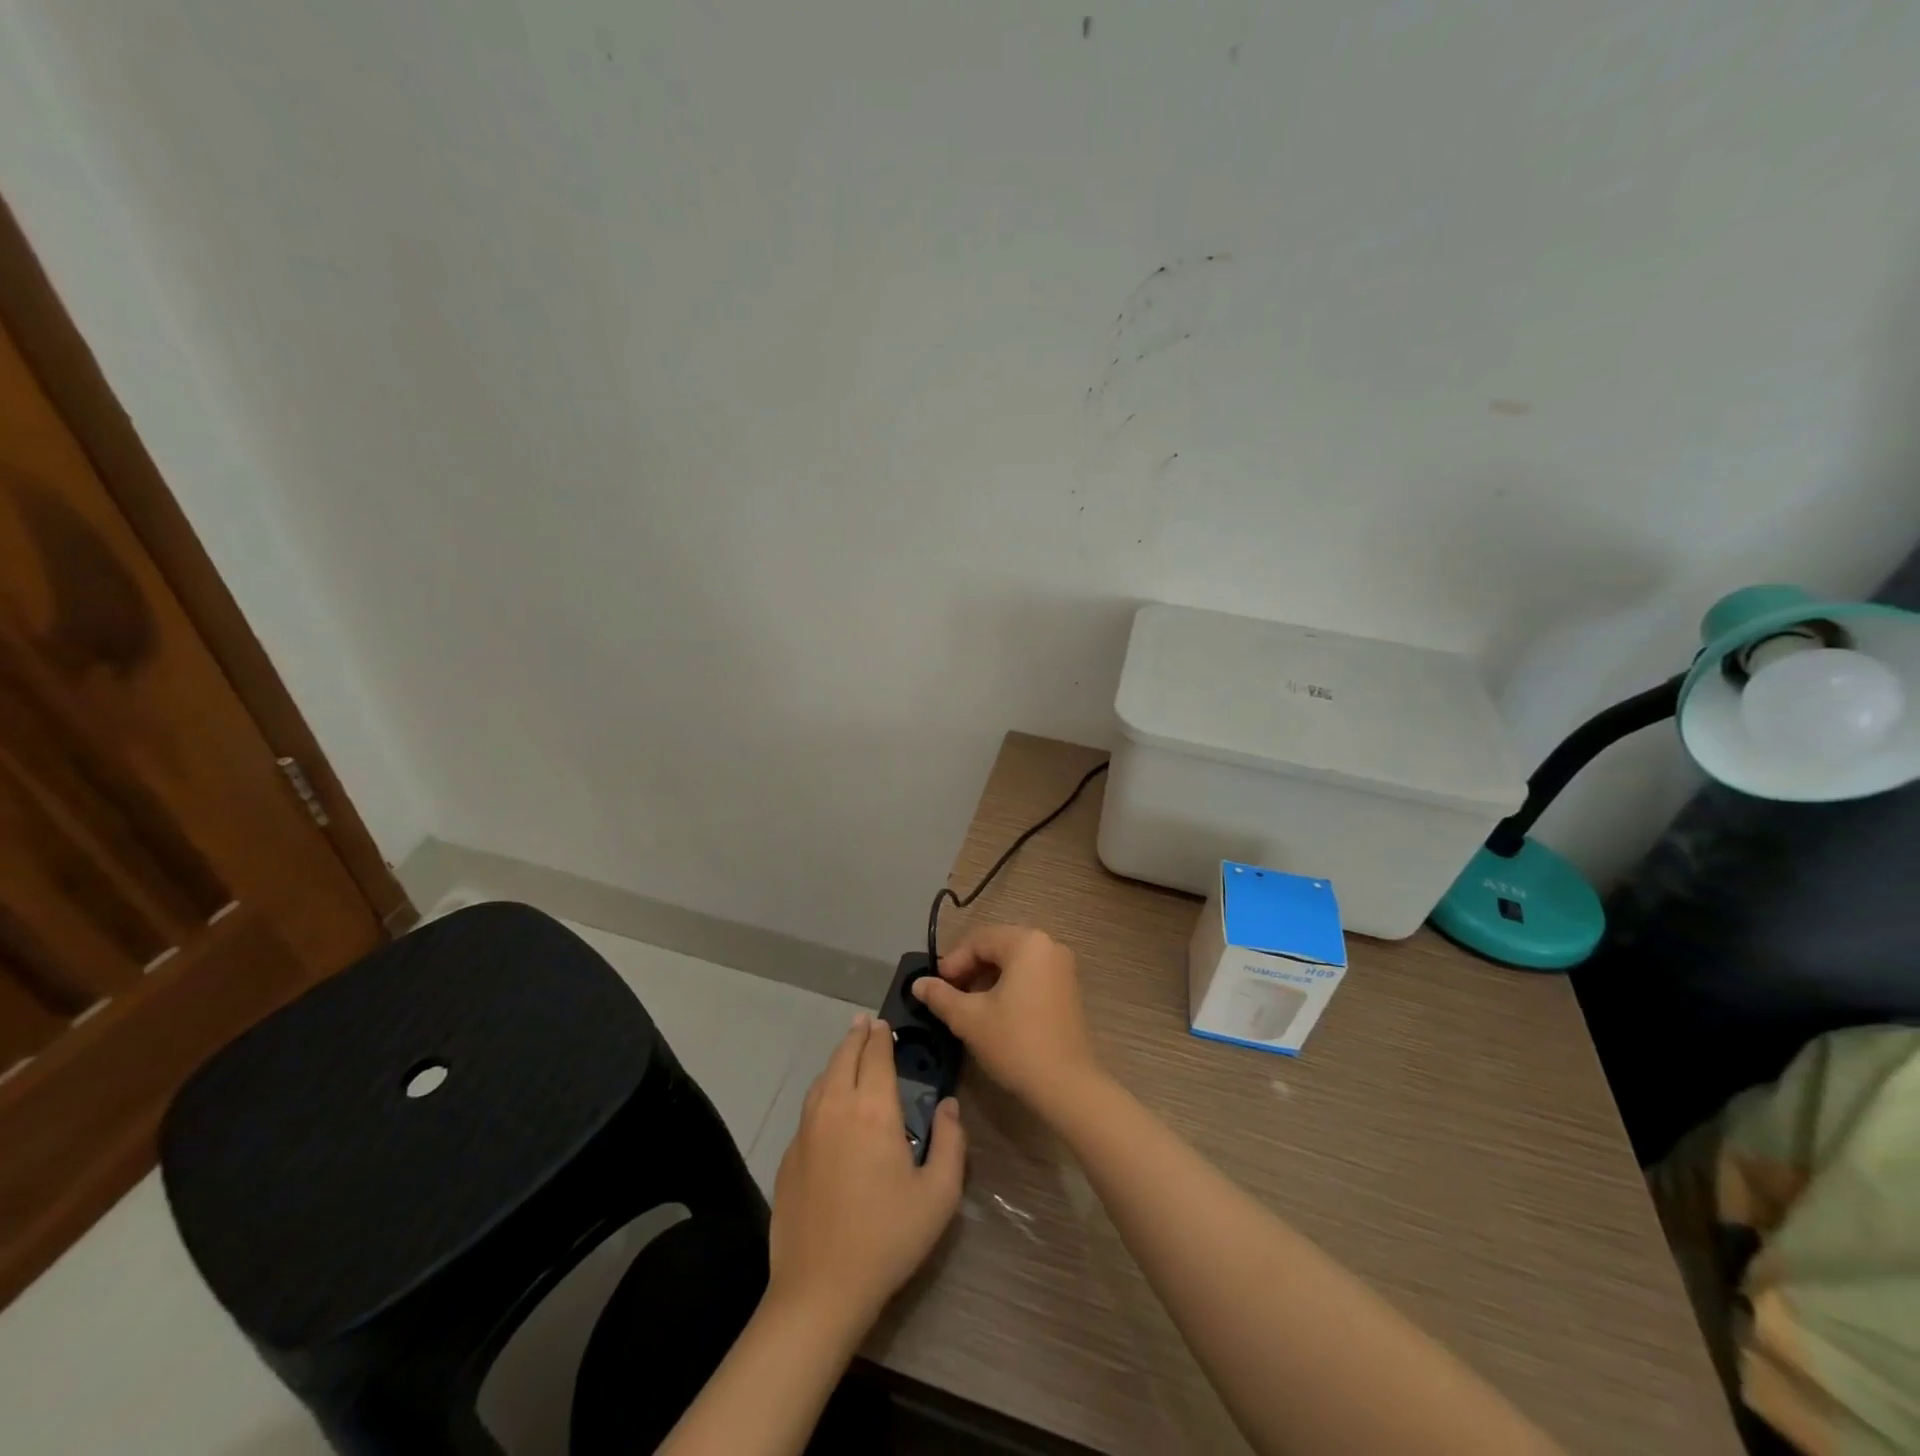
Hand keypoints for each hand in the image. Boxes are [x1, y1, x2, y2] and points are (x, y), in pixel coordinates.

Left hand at [767, 1014, 966, 1337]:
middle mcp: (837, 1107)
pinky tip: (829, 1100)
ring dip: (838, 1059)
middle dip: (857, 1036)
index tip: (885, 1024)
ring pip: (823, 1078)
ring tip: (848, 1052)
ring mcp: (807, 1129)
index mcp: (874, 1110)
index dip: (881, 1036)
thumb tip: (949, 1106)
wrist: (820, 1287)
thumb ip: (951, 1143)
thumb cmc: (888, 1238)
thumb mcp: (939, 1195)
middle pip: (844, 1056)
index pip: (876, 1056)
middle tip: (865, 1024)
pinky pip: (809, 1106)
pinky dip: (822, 1089)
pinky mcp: (790, 1153)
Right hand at [913, 924, 1099, 1115]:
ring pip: (1014, 962)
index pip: (979, 940)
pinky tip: (994, 1011)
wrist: (1065, 1084)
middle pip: (998, 947)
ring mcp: (1062, 967)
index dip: (953, 962)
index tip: (936, 987)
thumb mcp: (969, 1018)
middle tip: (949, 994)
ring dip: (987, 978)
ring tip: (968, 1005)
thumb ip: (941, 996)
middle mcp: (1048, 946)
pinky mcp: (1068, 989)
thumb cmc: (1015, 1042)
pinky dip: (1009, 986)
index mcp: (1026, 943)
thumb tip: (918, 984)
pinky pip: (1031, 975)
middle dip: (970, 969)